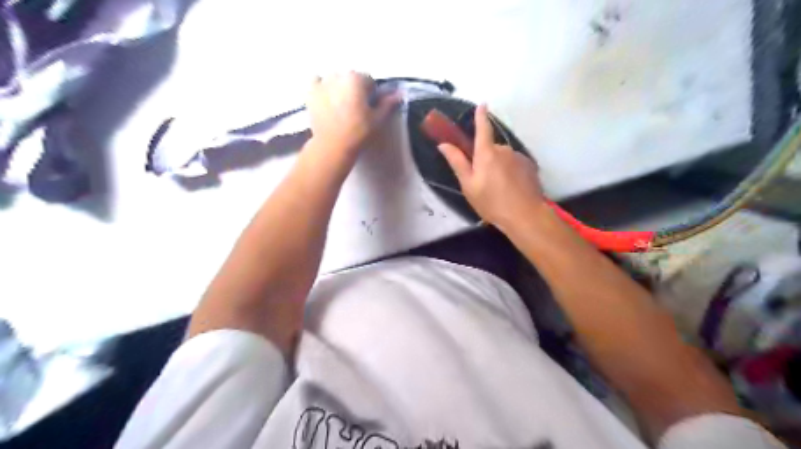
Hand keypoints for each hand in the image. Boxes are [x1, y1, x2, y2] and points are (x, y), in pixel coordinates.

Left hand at [308, 71, 399, 157]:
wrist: (333, 145)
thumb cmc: (359, 132)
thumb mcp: (378, 119)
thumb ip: (388, 103)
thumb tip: (400, 93)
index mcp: (356, 78)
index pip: (368, 80)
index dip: (370, 94)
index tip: (368, 107)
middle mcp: (338, 74)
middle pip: (351, 78)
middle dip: (354, 89)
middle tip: (355, 109)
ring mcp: (322, 82)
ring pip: (334, 79)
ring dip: (338, 87)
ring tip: (340, 106)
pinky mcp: (310, 92)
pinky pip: (316, 81)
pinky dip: (321, 86)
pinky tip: (325, 98)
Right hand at [436, 106, 548, 230]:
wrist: (525, 215)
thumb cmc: (491, 202)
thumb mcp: (469, 185)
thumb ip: (457, 163)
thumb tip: (444, 145)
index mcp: (487, 153)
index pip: (483, 128)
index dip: (480, 116)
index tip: (482, 104)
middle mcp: (504, 150)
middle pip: (491, 149)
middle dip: (486, 160)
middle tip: (483, 182)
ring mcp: (519, 157)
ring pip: (503, 158)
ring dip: (499, 168)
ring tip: (499, 190)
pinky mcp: (530, 166)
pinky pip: (515, 165)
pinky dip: (511, 173)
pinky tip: (511, 189)